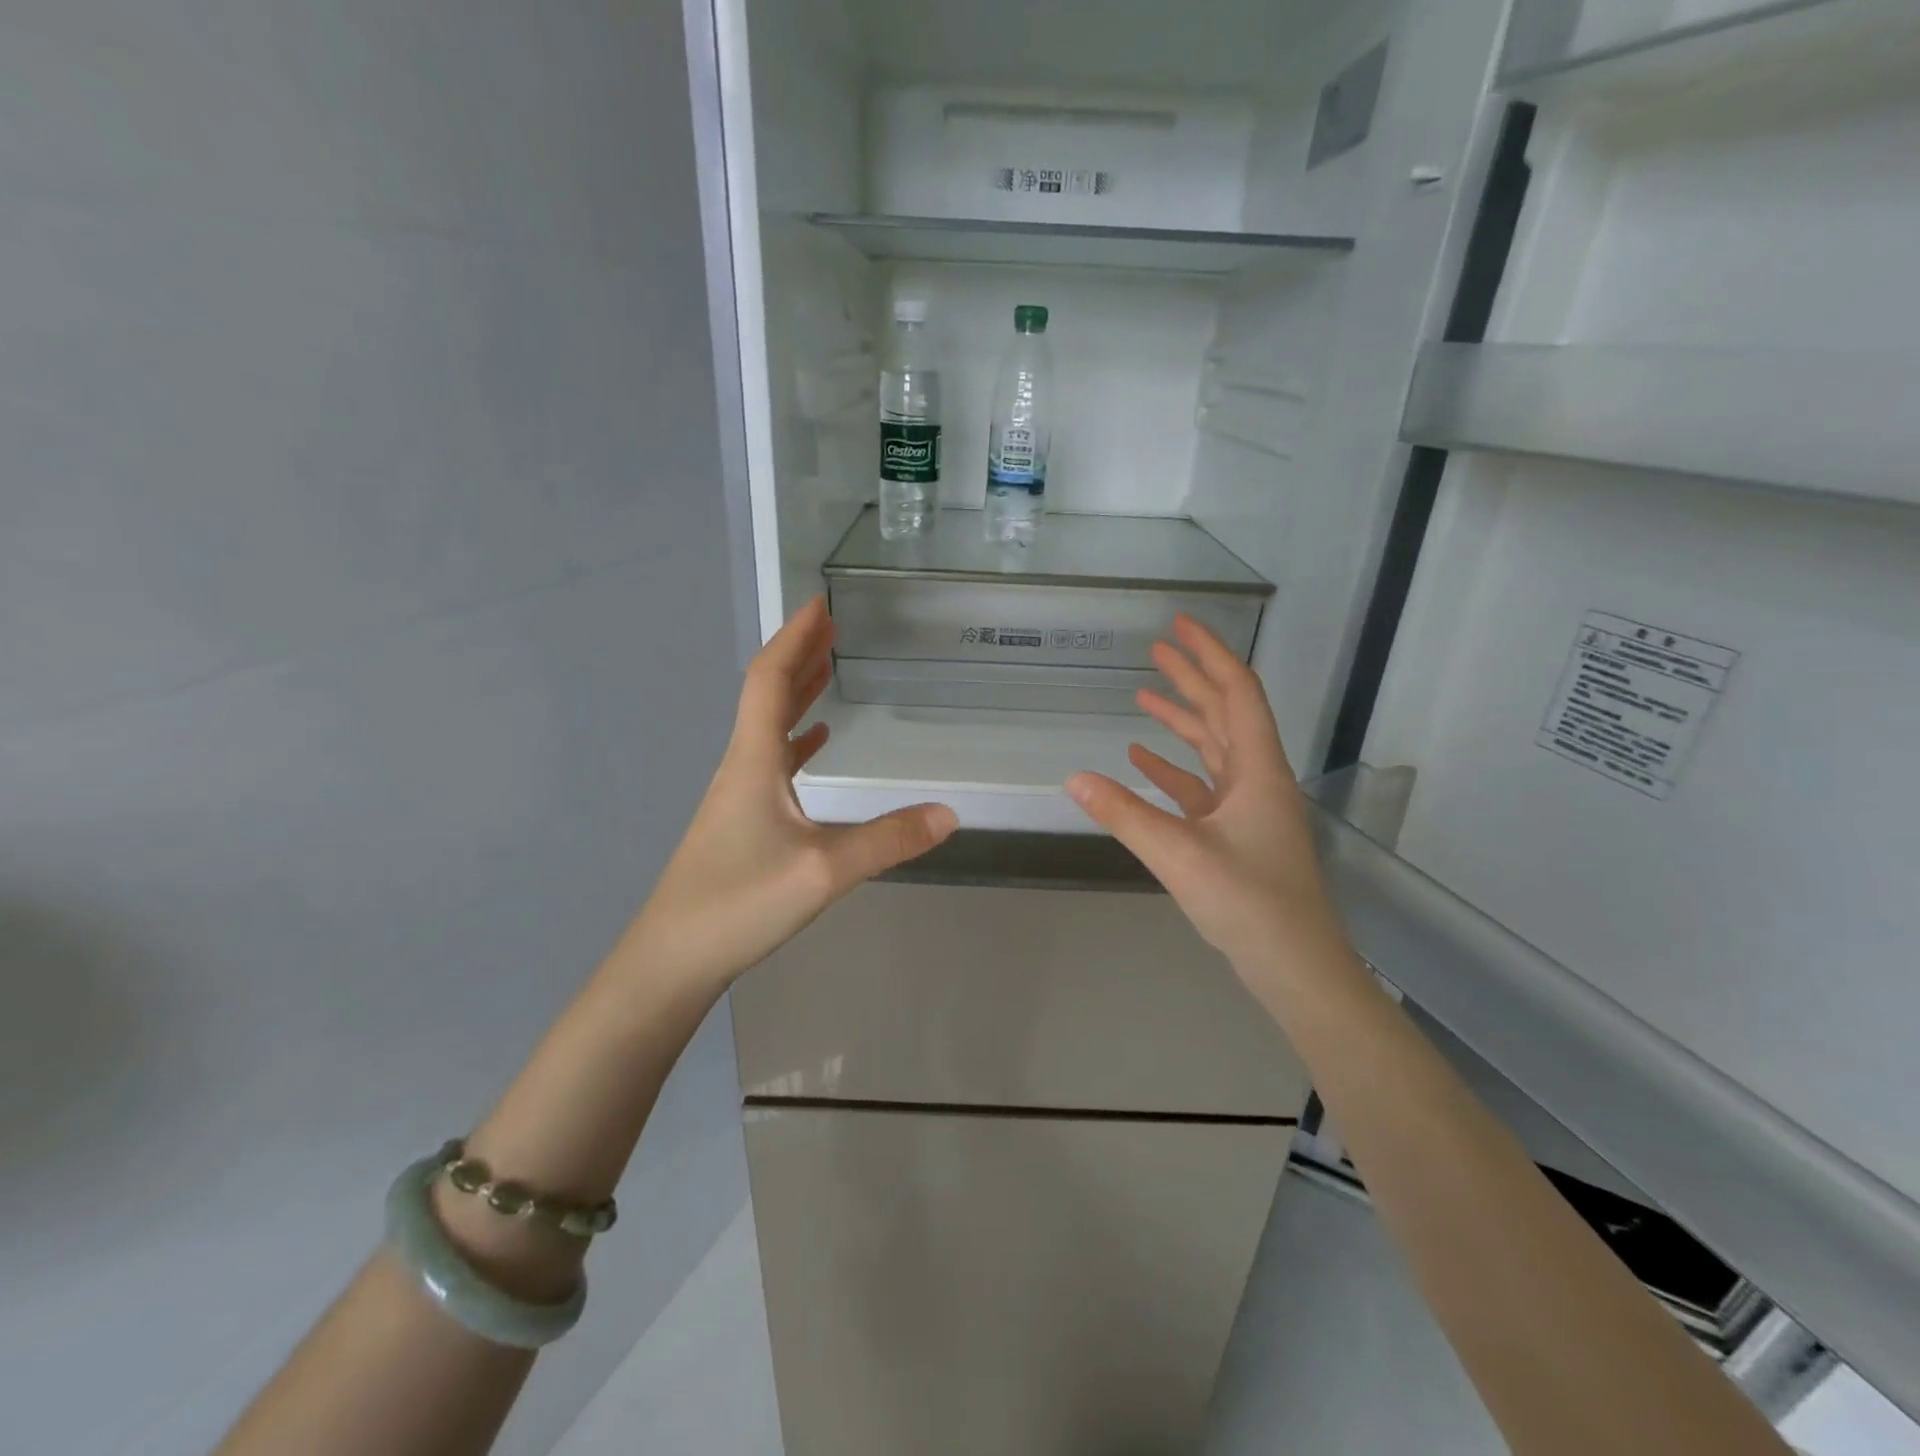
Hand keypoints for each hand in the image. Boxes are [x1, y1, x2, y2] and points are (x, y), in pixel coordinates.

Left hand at [629, 596, 957, 988]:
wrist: (672, 959)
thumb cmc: (739, 904)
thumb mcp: (824, 871)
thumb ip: (888, 841)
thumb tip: (950, 814)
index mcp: (754, 760)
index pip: (770, 679)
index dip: (795, 637)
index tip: (820, 602)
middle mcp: (741, 766)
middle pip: (767, 693)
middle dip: (799, 654)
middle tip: (832, 624)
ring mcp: (737, 794)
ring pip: (767, 726)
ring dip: (797, 691)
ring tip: (828, 667)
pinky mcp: (740, 821)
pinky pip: (771, 760)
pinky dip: (795, 738)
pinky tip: (814, 741)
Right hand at [1066, 615, 1347, 974]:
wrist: (1296, 967)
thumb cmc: (1249, 904)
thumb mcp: (1180, 855)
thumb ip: (1125, 814)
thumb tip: (1073, 778)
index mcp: (1257, 771)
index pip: (1236, 693)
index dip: (1209, 654)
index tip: (1180, 625)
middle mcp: (1256, 779)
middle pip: (1224, 713)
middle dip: (1192, 678)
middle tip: (1157, 648)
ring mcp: (1247, 808)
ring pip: (1212, 749)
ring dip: (1181, 721)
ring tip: (1143, 696)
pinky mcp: (1235, 834)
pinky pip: (1200, 788)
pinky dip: (1172, 769)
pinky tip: (1141, 760)